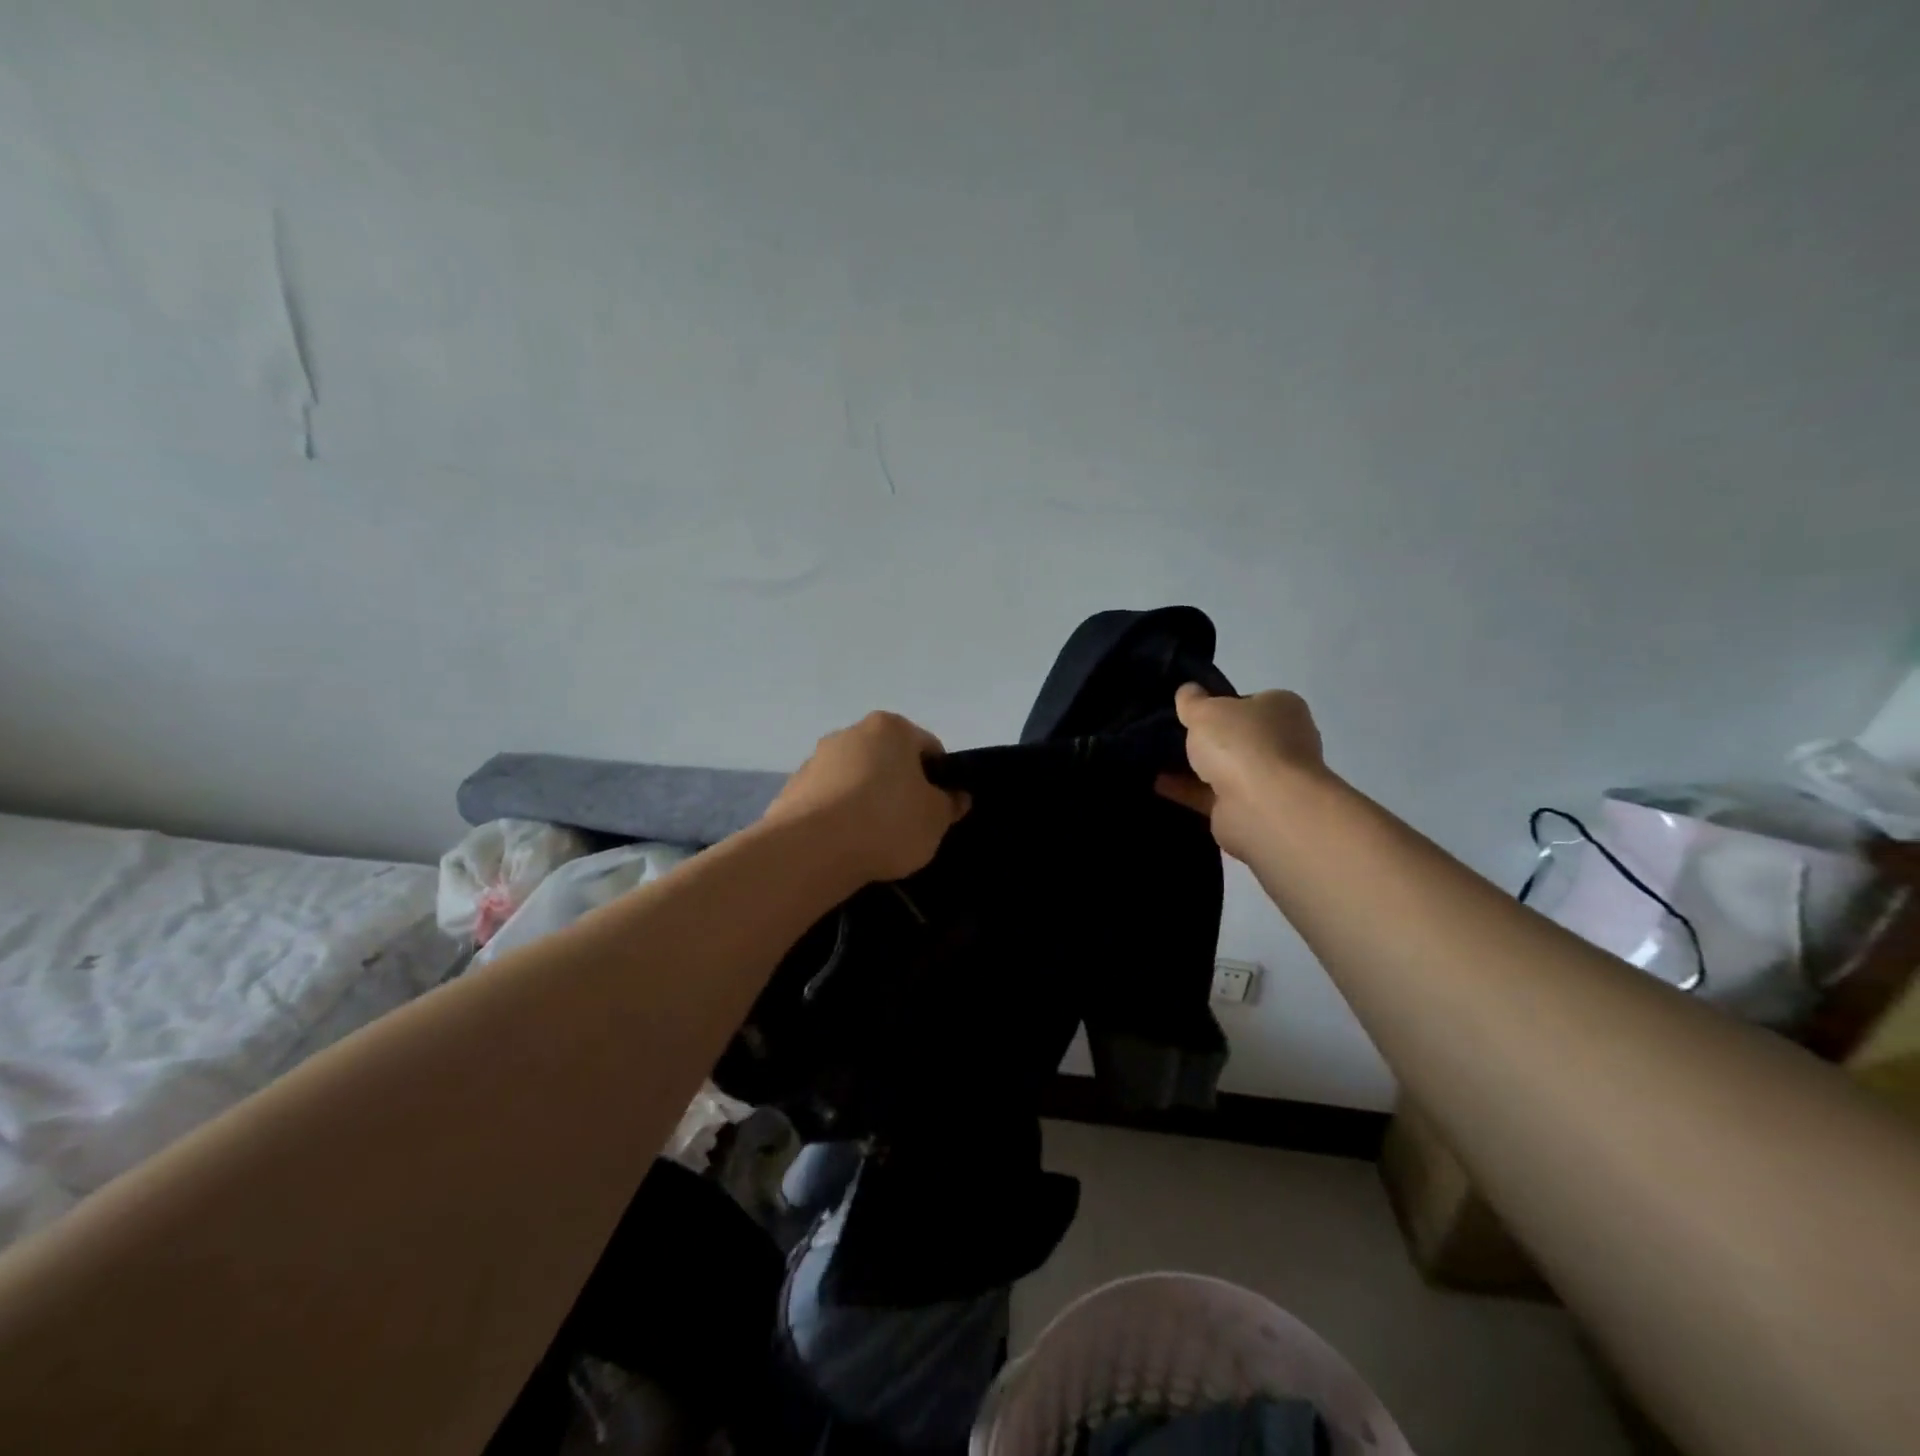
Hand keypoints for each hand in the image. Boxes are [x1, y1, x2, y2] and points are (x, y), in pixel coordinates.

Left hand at [764, 712, 970, 883]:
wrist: (811, 849)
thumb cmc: (887, 822)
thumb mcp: (935, 819)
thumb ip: (950, 804)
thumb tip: (957, 797)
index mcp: (891, 728)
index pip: (928, 747)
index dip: (939, 778)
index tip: (939, 808)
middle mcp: (851, 733)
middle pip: (888, 760)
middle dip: (899, 786)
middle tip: (910, 824)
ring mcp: (816, 759)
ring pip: (855, 779)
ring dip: (867, 801)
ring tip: (874, 840)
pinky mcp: (793, 788)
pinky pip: (828, 801)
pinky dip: (839, 816)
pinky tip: (845, 844)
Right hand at [1156, 683, 1326, 861]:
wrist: (1263, 808)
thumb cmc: (1242, 744)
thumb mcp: (1206, 710)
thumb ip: (1193, 701)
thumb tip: (1187, 690)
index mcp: (1283, 708)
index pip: (1250, 701)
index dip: (1221, 703)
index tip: (1192, 709)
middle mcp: (1283, 742)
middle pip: (1238, 736)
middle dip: (1209, 738)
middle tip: (1171, 733)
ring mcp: (1269, 779)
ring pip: (1226, 768)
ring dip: (1197, 767)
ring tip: (1157, 758)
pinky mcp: (1250, 810)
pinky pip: (1212, 795)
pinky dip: (1187, 790)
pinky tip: (1157, 783)